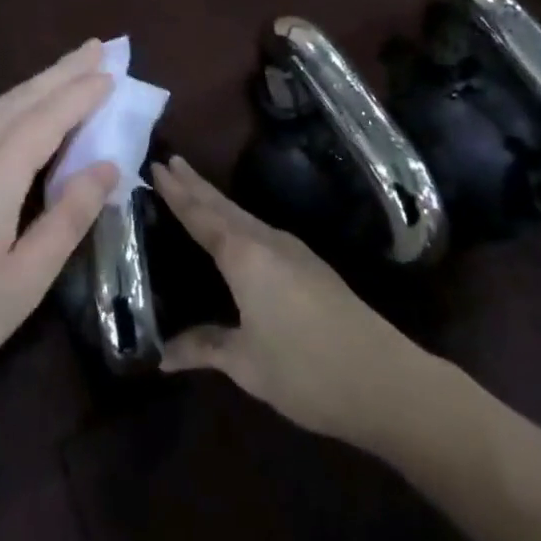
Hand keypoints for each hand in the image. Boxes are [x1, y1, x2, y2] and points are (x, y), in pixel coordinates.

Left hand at [0, 41, 118, 416]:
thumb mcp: (23, 282)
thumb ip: (67, 218)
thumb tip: (106, 166)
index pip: (46, 119)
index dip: (81, 94)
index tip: (113, 72)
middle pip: (19, 101)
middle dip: (60, 72)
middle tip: (97, 47)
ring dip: (35, 86)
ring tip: (67, 71)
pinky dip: (11, 108)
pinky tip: (19, 116)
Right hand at [155, 156, 428, 442]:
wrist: (384, 379)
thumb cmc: (306, 370)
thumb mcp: (247, 364)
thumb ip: (205, 348)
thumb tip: (164, 354)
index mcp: (245, 256)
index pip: (201, 216)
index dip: (177, 193)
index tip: (156, 165)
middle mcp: (267, 241)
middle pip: (223, 206)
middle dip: (195, 184)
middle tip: (169, 161)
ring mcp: (293, 250)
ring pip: (243, 215)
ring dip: (216, 200)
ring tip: (194, 187)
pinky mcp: (309, 265)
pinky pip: (260, 230)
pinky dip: (236, 219)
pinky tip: (236, 230)